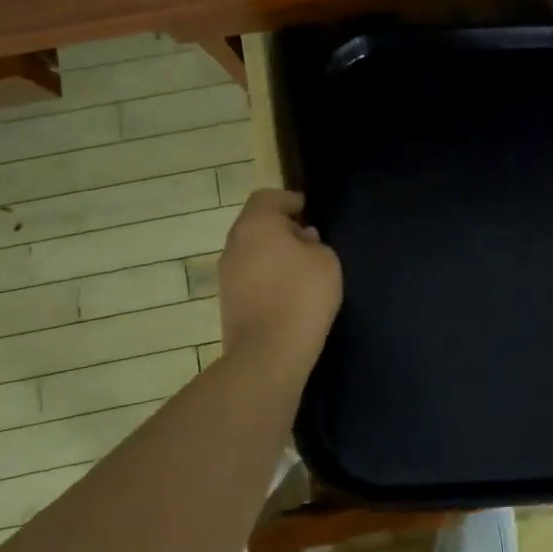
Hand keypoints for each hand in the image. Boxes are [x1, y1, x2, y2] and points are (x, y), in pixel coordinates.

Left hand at [218, 190, 341, 379]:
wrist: (268, 353)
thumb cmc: (302, 296)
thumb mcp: (326, 260)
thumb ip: (314, 243)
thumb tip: (300, 240)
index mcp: (256, 225)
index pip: (267, 197)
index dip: (288, 199)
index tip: (307, 210)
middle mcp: (234, 243)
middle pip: (256, 223)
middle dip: (280, 227)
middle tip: (308, 239)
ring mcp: (226, 274)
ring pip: (250, 250)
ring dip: (272, 252)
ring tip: (301, 267)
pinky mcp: (227, 300)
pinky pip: (248, 275)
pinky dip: (265, 274)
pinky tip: (287, 291)